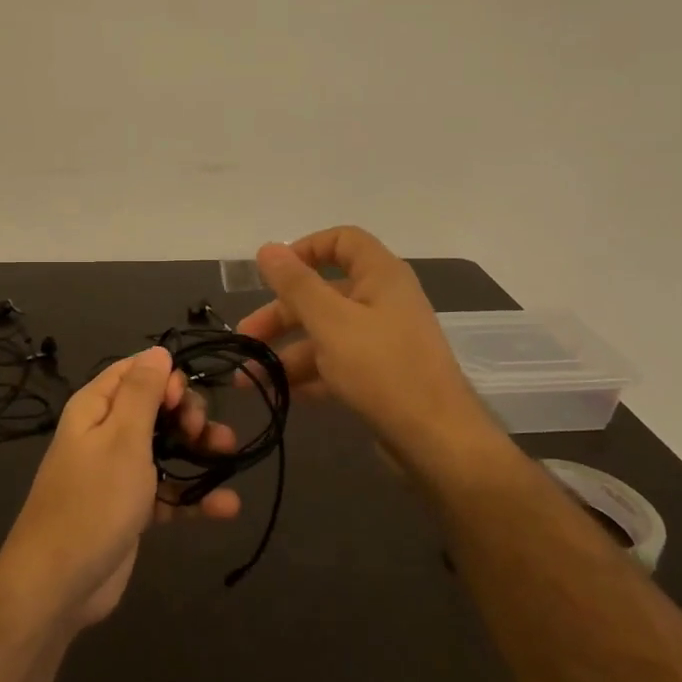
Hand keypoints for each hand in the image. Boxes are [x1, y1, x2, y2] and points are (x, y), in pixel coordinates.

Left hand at [0, 347, 239, 628]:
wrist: (59, 583)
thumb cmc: (93, 500)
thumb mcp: (122, 438)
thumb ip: (142, 392)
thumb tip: (158, 350)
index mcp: (95, 408)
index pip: (134, 372)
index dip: (166, 378)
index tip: (183, 401)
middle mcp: (105, 435)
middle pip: (155, 409)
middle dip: (187, 416)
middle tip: (203, 433)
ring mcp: (118, 474)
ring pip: (166, 450)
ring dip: (198, 452)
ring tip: (229, 456)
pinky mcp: (131, 509)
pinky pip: (167, 492)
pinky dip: (194, 496)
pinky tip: (226, 506)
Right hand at [235, 227, 497, 467]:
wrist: (436, 440)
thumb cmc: (383, 369)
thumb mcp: (331, 322)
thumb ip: (296, 285)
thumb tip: (268, 248)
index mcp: (380, 277)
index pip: (342, 241)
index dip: (305, 249)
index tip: (272, 273)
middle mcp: (383, 302)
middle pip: (323, 294)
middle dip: (280, 315)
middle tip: (245, 337)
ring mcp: (382, 341)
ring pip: (325, 334)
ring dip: (286, 352)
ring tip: (250, 378)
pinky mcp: (379, 376)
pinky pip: (336, 365)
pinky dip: (309, 376)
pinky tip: (281, 394)